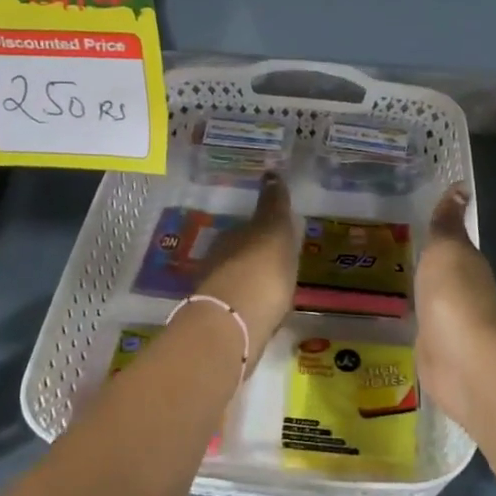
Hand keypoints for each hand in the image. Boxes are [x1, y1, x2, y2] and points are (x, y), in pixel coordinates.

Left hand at [194, 172, 297, 350]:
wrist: (234, 323)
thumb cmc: (261, 269)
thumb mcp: (274, 230)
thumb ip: (273, 205)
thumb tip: (270, 172)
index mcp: (232, 236)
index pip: (248, 228)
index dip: (263, 231)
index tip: (278, 237)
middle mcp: (219, 260)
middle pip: (240, 254)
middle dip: (255, 257)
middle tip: (277, 263)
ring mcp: (216, 292)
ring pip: (237, 280)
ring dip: (251, 282)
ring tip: (275, 291)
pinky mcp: (221, 322)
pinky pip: (240, 306)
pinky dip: (250, 306)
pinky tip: (265, 313)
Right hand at [415, 185, 495, 425]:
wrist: (464, 362)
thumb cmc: (454, 296)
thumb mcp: (446, 250)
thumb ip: (447, 223)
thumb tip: (461, 185)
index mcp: (468, 264)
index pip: (453, 242)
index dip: (438, 231)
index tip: (414, 218)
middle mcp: (464, 291)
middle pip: (443, 272)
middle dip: (425, 261)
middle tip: (391, 247)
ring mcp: (450, 324)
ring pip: (432, 299)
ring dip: (419, 291)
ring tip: (387, 279)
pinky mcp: (436, 351)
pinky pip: (421, 328)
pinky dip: (413, 320)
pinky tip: (395, 316)